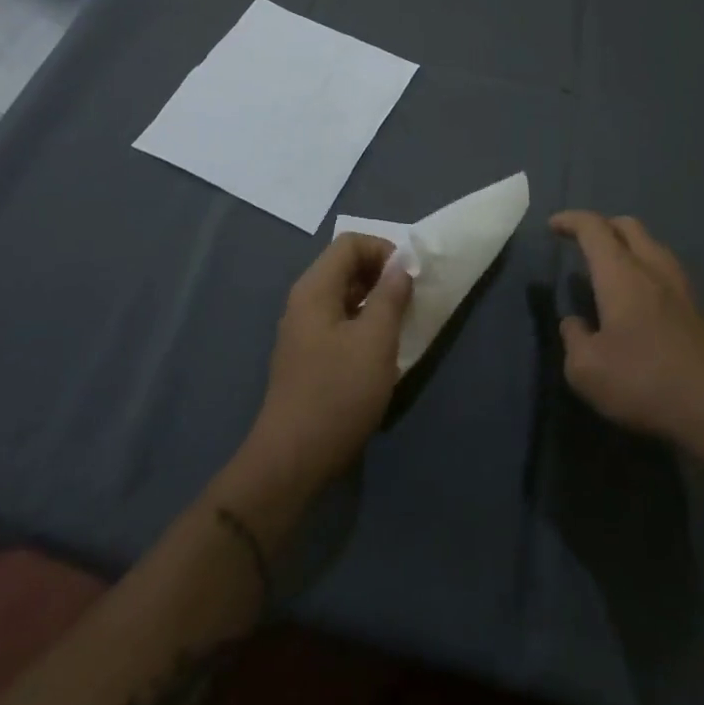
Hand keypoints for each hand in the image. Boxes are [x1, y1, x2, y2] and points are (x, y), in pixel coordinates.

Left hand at [240, 234, 412, 495]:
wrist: (293, 460)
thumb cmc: (338, 393)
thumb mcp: (375, 341)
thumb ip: (390, 296)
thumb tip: (401, 265)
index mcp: (314, 289)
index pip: (350, 244)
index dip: (384, 250)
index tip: (409, 277)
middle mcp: (304, 302)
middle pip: (345, 267)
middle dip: (381, 275)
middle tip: (410, 300)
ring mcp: (303, 331)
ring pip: (344, 296)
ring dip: (375, 301)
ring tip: (401, 324)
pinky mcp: (307, 357)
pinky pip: (339, 322)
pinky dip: (363, 324)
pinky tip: (380, 352)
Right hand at [552, 211, 703, 450]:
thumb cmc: (644, 381)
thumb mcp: (587, 369)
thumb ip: (573, 339)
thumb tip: (575, 324)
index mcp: (620, 274)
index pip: (593, 228)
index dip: (571, 221)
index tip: (554, 225)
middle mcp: (653, 270)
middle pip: (629, 227)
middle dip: (603, 225)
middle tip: (584, 240)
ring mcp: (682, 290)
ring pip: (653, 247)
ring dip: (630, 247)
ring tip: (612, 267)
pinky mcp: (699, 314)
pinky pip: (667, 274)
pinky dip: (648, 272)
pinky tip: (641, 300)